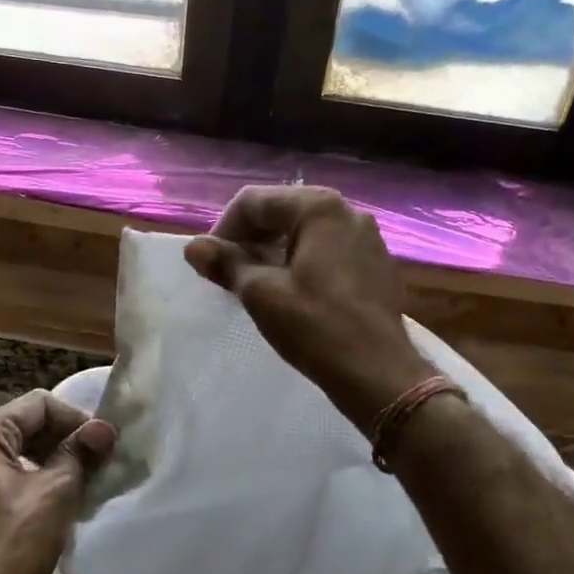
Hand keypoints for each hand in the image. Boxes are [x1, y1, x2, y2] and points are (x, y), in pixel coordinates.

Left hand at [0, 391, 115, 573]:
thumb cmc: (15, 542)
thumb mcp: (57, 491)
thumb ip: (81, 453)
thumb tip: (104, 428)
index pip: (38, 405)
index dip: (74, 419)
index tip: (102, 445)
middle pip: (29, 427)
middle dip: (66, 441)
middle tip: (100, 463)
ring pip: (23, 456)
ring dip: (57, 464)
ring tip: (88, 483)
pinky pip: (13, 481)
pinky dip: (40, 485)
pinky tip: (65, 505)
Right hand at [185, 185, 434, 429]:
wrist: (379, 373)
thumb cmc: (316, 327)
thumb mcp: (261, 293)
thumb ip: (226, 263)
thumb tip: (194, 247)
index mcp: (319, 207)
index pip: (255, 201)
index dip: (224, 228)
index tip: (210, 263)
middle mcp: (348, 211)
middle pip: (282, 211)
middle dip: (250, 238)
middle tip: (228, 272)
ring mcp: (367, 237)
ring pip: (305, 232)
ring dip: (274, 250)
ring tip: (255, 283)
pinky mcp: (376, 263)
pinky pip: (328, 250)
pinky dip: (302, 262)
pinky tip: (291, 292)